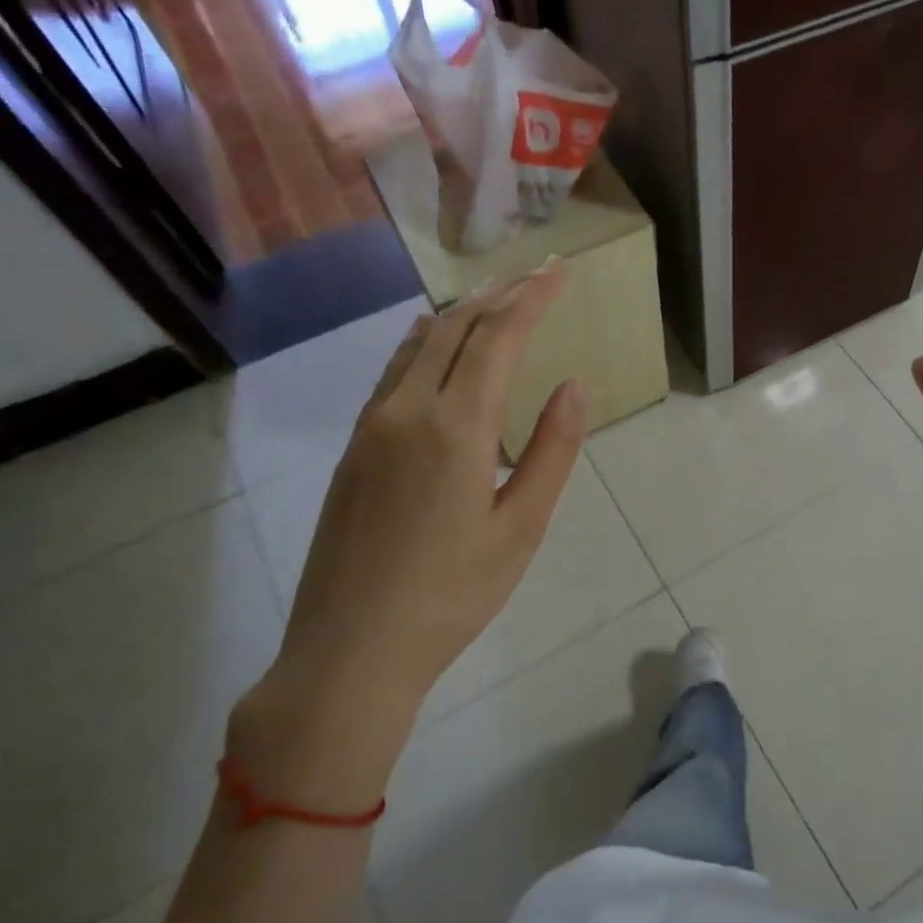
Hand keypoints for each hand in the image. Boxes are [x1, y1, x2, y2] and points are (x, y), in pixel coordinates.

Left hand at [232, 263, 586, 805]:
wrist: (349, 651)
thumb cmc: (452, 595)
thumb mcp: (521, 528)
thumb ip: (552, 451)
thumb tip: (573, 386)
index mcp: (455, 428)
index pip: (497, 338)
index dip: (532, 298)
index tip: (560, 271)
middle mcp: (406, 411)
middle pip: (453, 328)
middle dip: (499, 294)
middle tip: (536, 275)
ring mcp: (371, 428)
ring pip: (417, 345)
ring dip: (460, 314)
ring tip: (495, 300)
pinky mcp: (352, 450)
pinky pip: (393, 374)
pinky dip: (425, 344)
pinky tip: (435, 347)